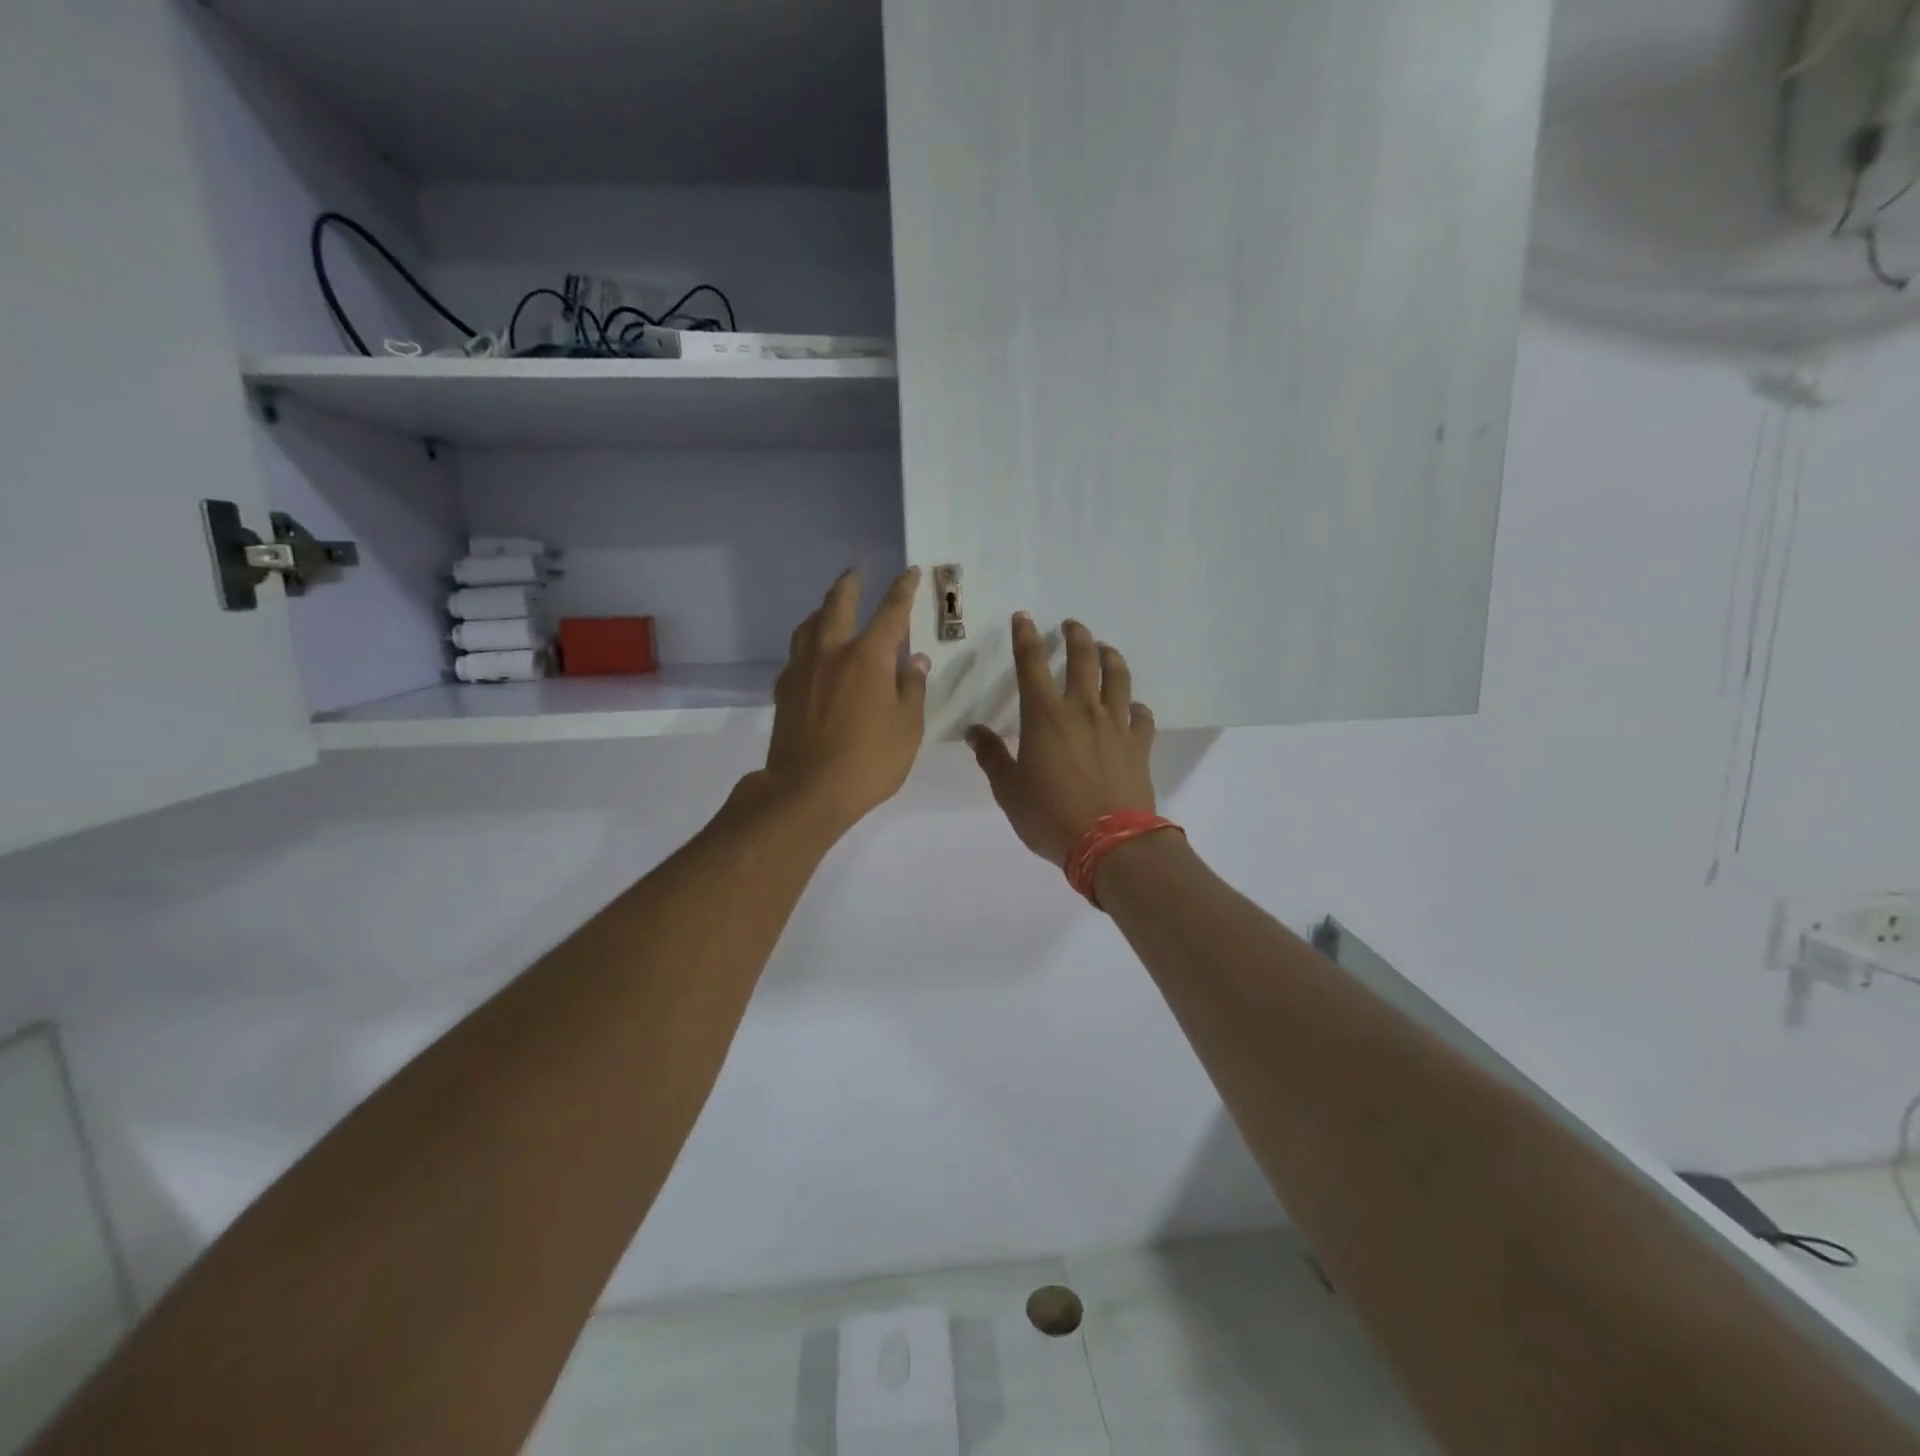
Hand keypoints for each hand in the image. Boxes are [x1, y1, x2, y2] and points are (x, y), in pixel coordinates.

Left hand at [750, 567, 930, 836]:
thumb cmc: (869, 761)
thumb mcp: (907, 728)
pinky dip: (808, 643)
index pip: (891, 612)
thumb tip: (915, 660)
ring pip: (809, 625)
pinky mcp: (784, 690)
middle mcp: (832, 652)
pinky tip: (812, 655)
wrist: (806, 791)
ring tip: (830, 608)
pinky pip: (796, 653)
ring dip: (823, 609)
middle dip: (851, 584)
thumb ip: (911, 689)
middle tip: (856, 572)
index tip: (911, 572)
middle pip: (838, 604)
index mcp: (868, 657)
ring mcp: (802, 669)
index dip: (903, 589)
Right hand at [967, 615, 1156, 866]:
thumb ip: (991, 756)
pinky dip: (1135, 706)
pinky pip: (1141, 715)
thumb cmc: (1050, 814)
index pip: (1032, 663)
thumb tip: (973, 731)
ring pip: (1118, 678)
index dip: (1026, 637)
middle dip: (1076, 636)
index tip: (1023, 618)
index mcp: (1044, 715)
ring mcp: (1115, 725)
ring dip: (1111, 657)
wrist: (1109, 842)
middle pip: (1083, 659)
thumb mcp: (1008, 789)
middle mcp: (1082, 710)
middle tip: (1072, 626)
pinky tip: (1132, 708)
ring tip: (1106, 650)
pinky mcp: (1139, 744)